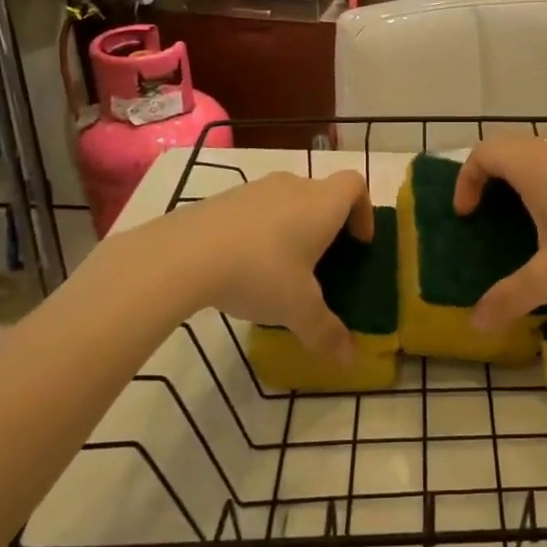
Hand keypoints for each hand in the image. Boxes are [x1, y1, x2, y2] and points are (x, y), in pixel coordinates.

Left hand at [134, 172, 371, 361]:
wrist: (183, 255)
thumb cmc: (260, 272)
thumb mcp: (298, 310)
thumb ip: (327, 332)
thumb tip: (349, 360)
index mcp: (322, 204)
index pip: (355, 186)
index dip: (363, 211)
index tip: (357, 242)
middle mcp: (293, 187)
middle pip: (321, 194)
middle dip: (327, 225)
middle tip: (322, 263)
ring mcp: (254, 189)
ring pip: (286, 201)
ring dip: (292, 227)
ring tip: (281, 269)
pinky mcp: (222, 199)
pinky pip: (254, 211)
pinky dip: (259, 231)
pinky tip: (244, 266)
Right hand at [453, 139, 546, 330]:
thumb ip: (511, 297)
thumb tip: (475, 324)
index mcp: (534, 167)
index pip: (484, 152)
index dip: (466, 179)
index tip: (467, 215)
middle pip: (509, 149)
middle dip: (489, 178)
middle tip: (487, 215)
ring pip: (539, 157)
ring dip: (521, 181)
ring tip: (524, 222)